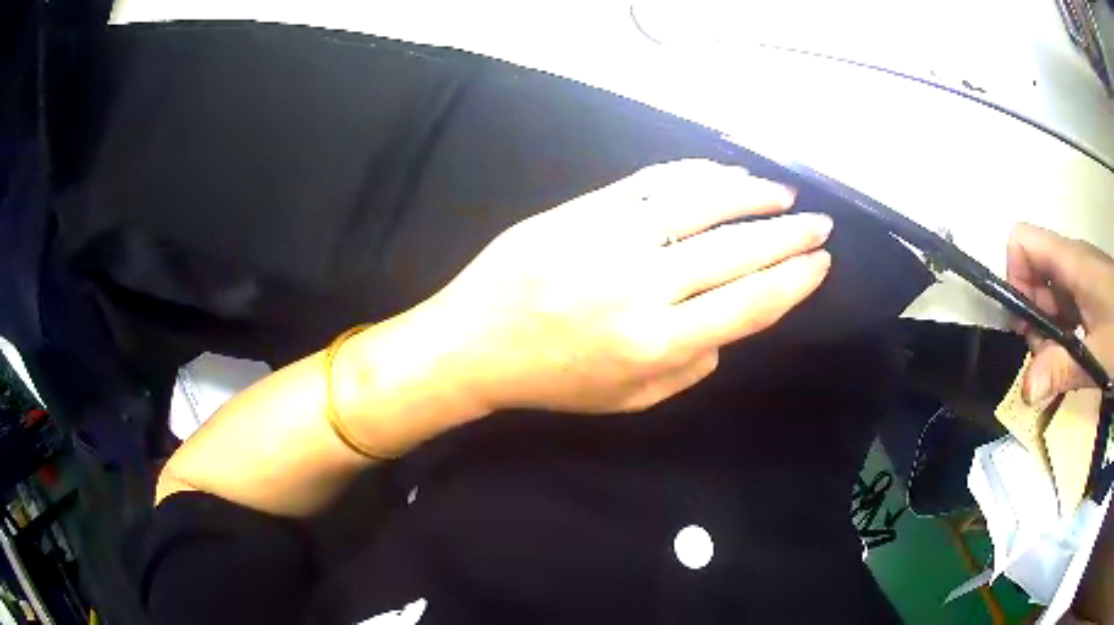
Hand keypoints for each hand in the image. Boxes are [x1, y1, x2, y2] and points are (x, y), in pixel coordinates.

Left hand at [421, 159, 832, 413]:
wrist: (474, 341)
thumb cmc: (553, 379)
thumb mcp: (629, 400)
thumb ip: (689, 369)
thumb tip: (728, 328)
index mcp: (656, 343)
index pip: (748, 304)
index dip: (793, 281)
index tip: (821, 264)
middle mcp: (643, 286)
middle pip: (736, 251)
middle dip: (788, 235)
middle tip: (818, 223)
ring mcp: (611, 238)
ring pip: (701, 204)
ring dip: (750, 194)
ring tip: (781, 192)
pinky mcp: (585, 208)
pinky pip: (652, 181)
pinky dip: (696, 174)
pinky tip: (724, 173)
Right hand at [1006, 223, 1113, 403]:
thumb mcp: (1097, 356)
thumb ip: (1063, 369)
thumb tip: (1025, 391)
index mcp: (1071, 263)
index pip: (1023, 242)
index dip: (1014, 276)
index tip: (1022, 323)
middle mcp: (1072, 264)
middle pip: (1033, 273)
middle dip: (1031, 317)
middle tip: (1043, 360)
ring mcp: (1082, 280)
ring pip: (1049, 295)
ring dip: (1046, 332)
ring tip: (1059, 366)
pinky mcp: (1090, 297)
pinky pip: (1065, 308)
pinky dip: (1061, 335)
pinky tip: (1071, 359)